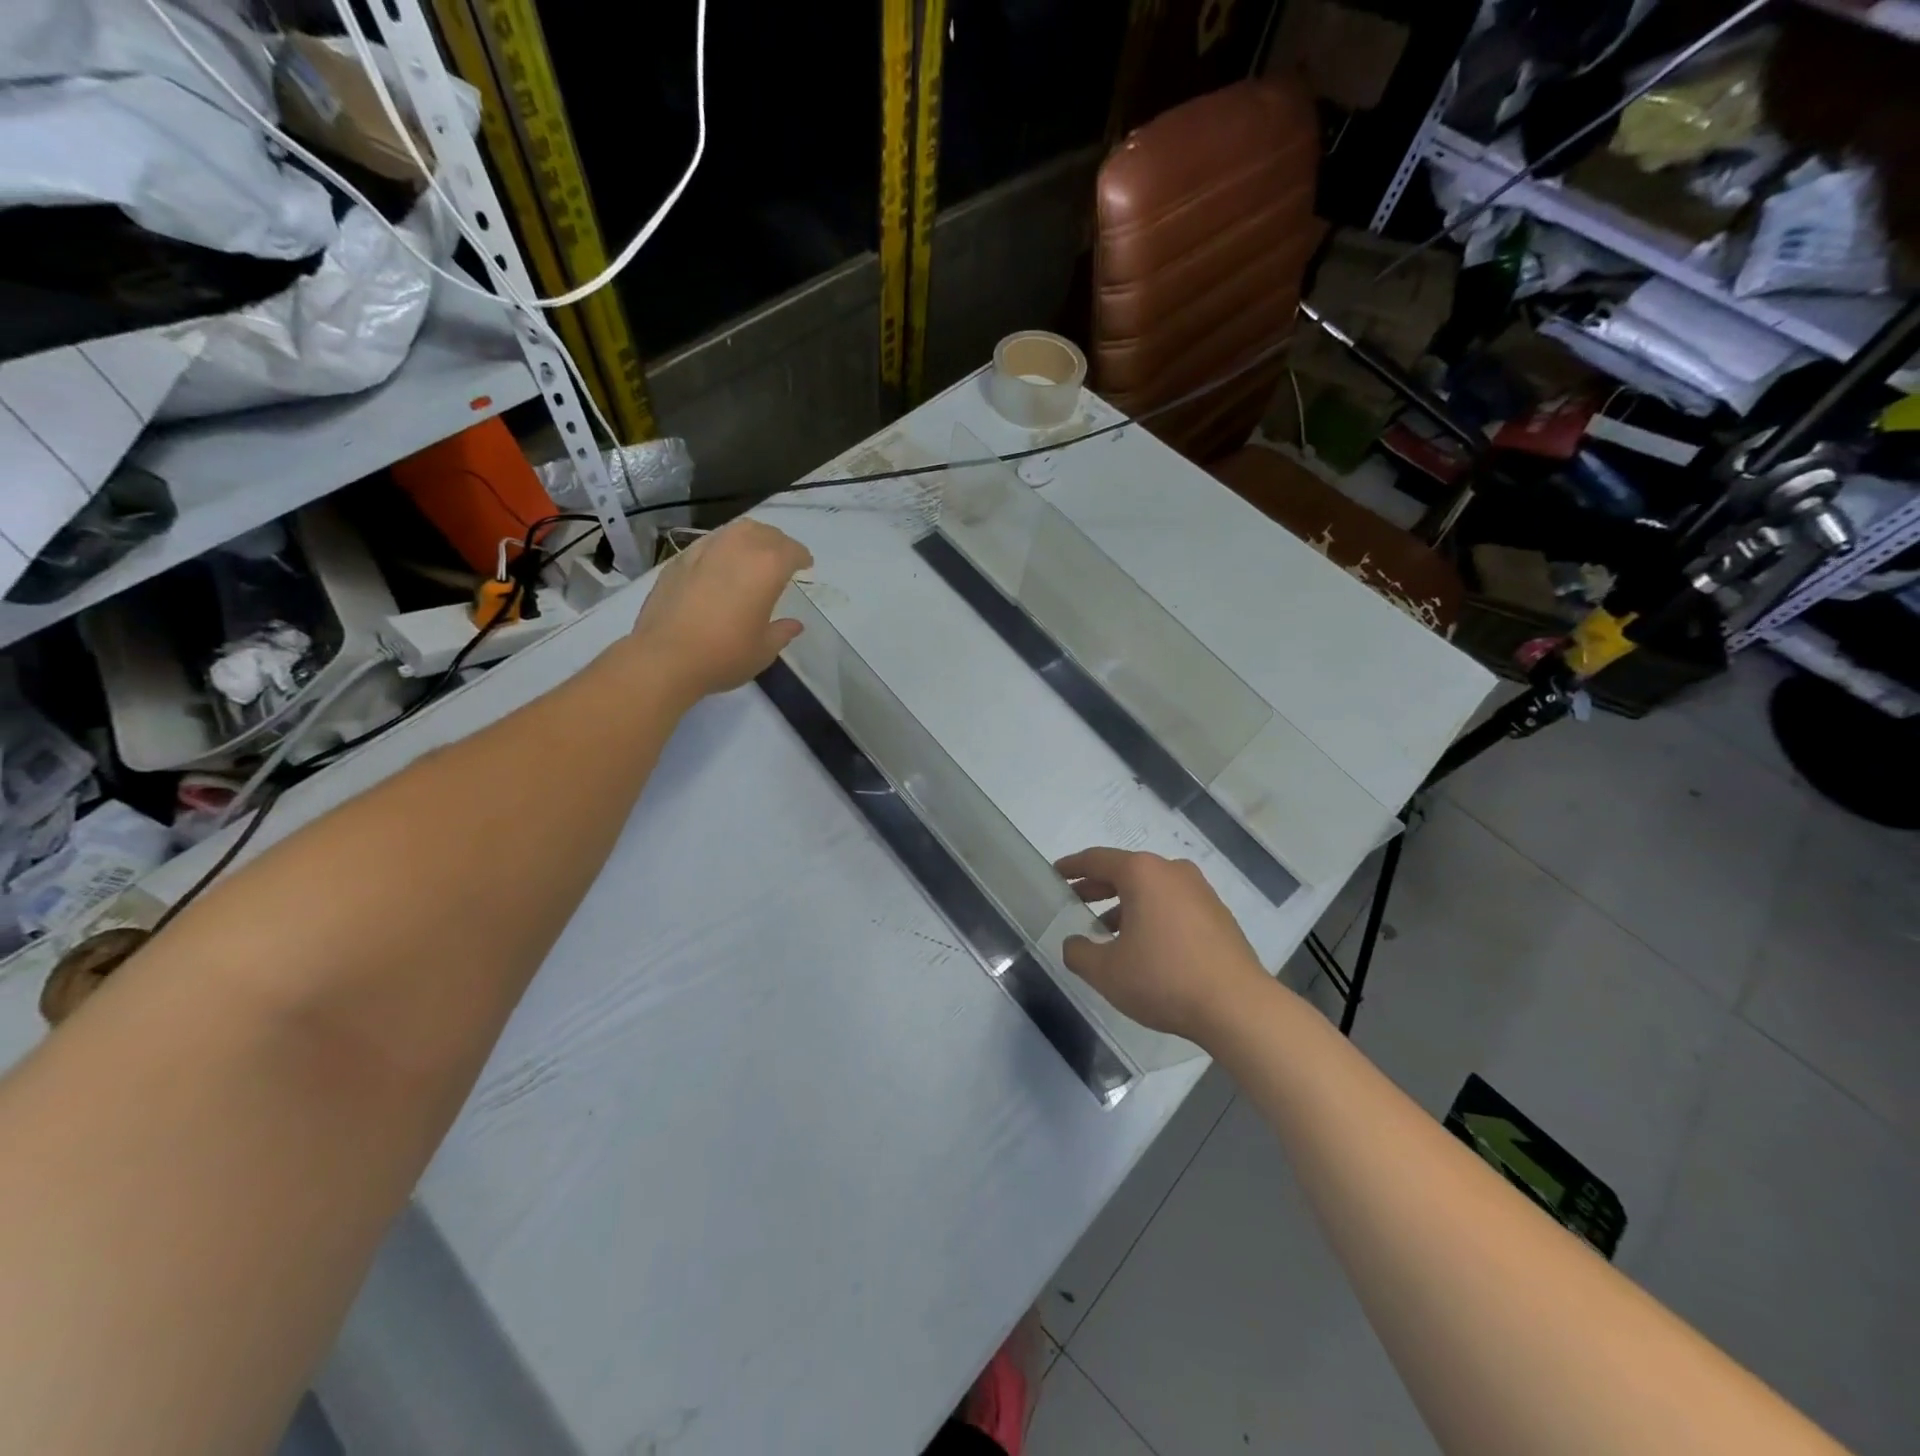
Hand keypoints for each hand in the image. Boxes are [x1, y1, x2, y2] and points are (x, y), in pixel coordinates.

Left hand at [628, 519, 813, 701]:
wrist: (665, 657)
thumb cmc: (724, 655)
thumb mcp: (763, 650)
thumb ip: (782, 632)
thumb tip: (794, 624)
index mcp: (767, 567)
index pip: (792, 551)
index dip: (802, 557)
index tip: (806, 565)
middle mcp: (737, 548)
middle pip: (765, 533)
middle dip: (778, 543)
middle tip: (782, 558)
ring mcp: (705, 550)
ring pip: (735, 530)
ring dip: (750, 538)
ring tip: (752, 555)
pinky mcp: (679, 560)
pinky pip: (709, 543)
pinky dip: (722, 547)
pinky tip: (720, 565)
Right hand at [1056, 848, 1270, 1045]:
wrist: (1237, 1007)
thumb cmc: (1164, 979)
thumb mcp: (1106, 972)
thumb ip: (1079, 953)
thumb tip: (1073, 943)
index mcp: (1143, 873)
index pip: (1097, 860)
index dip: (1072, 867)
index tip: (1055, 873)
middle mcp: (1172, 871)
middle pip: (1125, 871)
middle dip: (1097, 886)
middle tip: (1074, 900)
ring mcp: (1200, 891)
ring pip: (1151, 889)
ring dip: (1125, 904)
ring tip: (1105, 930)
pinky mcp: (1218, 915)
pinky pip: (1173, 905)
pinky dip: (1151, 915)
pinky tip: (1143, 945)